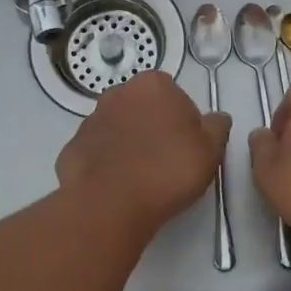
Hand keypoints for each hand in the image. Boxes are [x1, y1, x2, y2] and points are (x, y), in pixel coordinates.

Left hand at [56, 71, 231, 235]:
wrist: (110, 205)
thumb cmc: (167, 170)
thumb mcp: (210, 150)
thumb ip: (217, 127)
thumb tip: (217, 118)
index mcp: (153, 85)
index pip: (176, 96)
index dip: (185, 122)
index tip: (188, 148)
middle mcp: (118, 93)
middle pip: (145, 109)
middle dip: (154, 129)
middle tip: (167, 162)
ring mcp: (91, 120)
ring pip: (119, 130)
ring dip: (130, 145)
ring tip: (142, 179)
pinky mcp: (72, 148)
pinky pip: (98, 153)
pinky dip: (108, 164)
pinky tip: (118, 187)